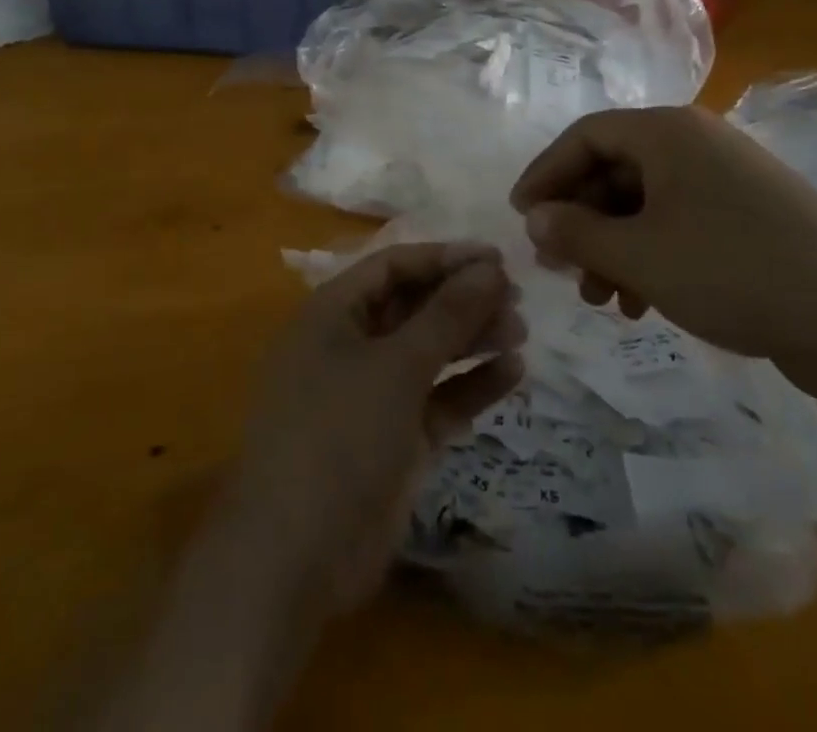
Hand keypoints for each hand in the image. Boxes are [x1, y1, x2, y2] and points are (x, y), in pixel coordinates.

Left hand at [222, 241, 525, 622]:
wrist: (295, 558)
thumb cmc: (339, 435)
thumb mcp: (396, 366)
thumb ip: (446, 315)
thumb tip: (490, 268)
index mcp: (332, 314)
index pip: (393, 266)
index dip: (444, 258)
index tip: (498, 258)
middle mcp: (349, 346)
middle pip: (412, 307)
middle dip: (462, 299)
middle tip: (516, 297)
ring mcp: (370, 395)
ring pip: (427, 352)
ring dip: (471, 339)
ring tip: (521, 331)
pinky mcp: (392, 440)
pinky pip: (436, 399)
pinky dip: (470, 386)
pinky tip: (513, 372)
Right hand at [509, 106, 816, 394]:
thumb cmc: (733, 272)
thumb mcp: (639, 255)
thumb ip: (576, 232)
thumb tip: (535, 218)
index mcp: (668, 132)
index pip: (585, 136)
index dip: (545, 173)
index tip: (519, 216)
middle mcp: (696, 142)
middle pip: (614, 168)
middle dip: (580, 219)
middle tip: (559, 267)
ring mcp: (727, 179)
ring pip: (645, 202)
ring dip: (613, 245)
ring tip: (601, 299)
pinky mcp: (750, 217)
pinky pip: (680, 224)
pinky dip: (650, 256)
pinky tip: (642, 303)